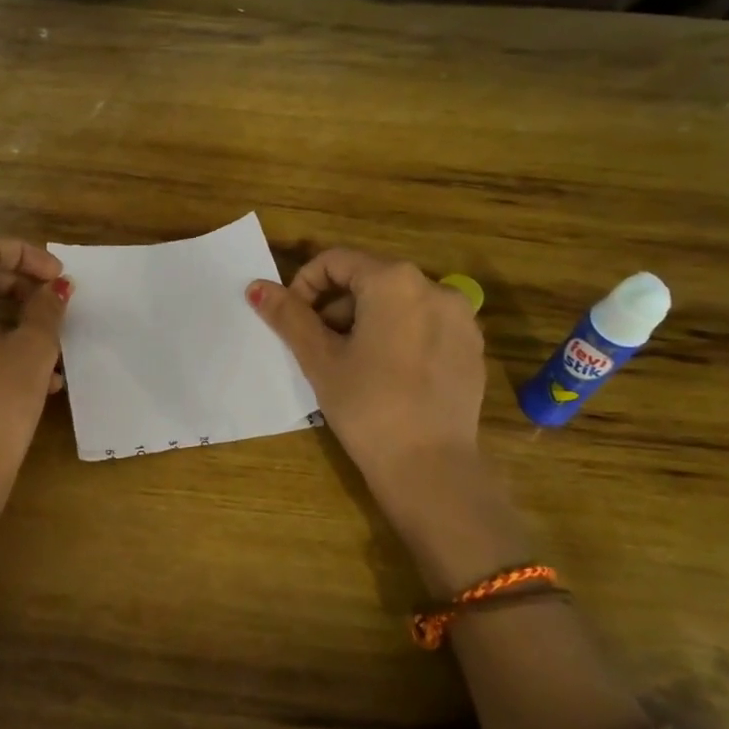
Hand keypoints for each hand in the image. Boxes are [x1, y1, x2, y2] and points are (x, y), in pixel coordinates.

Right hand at [247, 248, 523, 583]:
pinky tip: (388, 377)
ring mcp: (461, 318)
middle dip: (336, 306)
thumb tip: (256, 287)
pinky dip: (399, 336)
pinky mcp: (472, 347)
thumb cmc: (367, 406)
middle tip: (319, 347)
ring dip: (366, 321)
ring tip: (352, 365)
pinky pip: (425, 325)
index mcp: (394, 282)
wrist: (431, 467)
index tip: (294, 321)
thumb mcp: (320, 359)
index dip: (305, 285)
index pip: (337, 261)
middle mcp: (435, 287)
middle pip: (369, 279)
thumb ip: (289, 316)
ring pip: (399, 302)